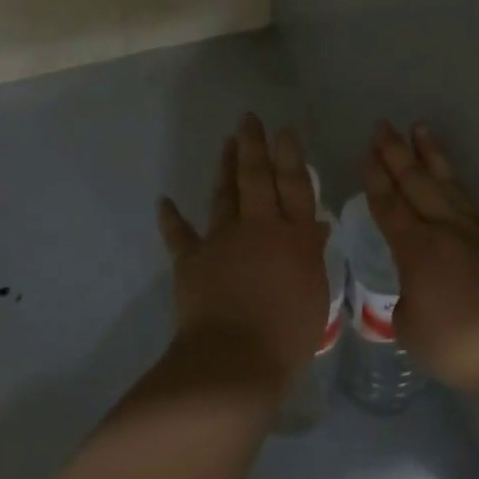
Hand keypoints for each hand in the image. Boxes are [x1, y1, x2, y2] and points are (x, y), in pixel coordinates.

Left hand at [157, 114, 332, 395]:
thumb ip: (311, 255)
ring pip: (224, 195)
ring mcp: (222, 240)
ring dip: (225, 167)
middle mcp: (258, 228)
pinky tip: (164, 201)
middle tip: (249, 119)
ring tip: (227, 143)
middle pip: (256, 178)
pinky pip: (180, 234)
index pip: (294, 187)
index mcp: (293, 237)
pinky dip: (171, 217)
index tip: (284, 131)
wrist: (234, 360)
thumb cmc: (287, 335)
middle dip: (253, 145)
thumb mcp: (315, 295)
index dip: (290, 156)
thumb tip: (314, 226)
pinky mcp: (192, 259)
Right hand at [364, 122, 478, 398]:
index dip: (376, 177)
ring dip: (430, 155)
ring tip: (420, 129)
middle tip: (383, 126)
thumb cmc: (457, 343)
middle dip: (396, 153)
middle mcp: (444, 229)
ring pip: (446, 183)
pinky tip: (451, 179)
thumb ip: (406, 302)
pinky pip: (467, 200)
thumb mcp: (410, 328)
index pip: (389, 204)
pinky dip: (454, 182)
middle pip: (415, 182)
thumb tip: (414, 293)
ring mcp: (475, 232)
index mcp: (415, 247)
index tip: (368, 151)